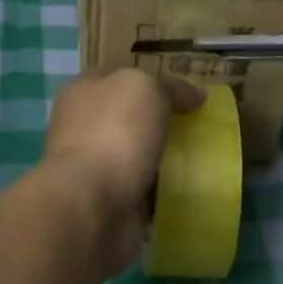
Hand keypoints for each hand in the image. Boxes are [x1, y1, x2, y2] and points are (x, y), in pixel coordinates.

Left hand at [43, 70, 203, 275]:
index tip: (182, 93)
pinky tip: (187, 190)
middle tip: (196, 126)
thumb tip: (196, 94)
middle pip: (127, 119)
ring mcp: (93, 169)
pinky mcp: (107, 204)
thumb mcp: (147, 89)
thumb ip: (171, 87)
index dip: (148, 81)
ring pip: (135, 157)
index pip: (117, 78)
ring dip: (160, 160)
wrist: (91, 204)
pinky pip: (142, 192)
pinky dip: (161, 193)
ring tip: (199, 158)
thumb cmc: (113, 132)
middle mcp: (82, 129)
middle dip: (157, 123)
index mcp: (82, 93)